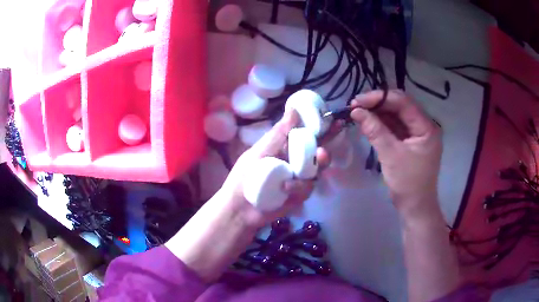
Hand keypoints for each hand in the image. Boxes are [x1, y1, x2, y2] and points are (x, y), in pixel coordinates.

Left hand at [219, 108, 330, 227]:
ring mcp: (298, 180)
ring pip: (316, 171)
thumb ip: (278, 133)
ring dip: (317, 165)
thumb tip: (293, 109)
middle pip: (317, 154)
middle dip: (325, 151)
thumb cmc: (244, 176)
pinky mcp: (298, 196)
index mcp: (285, 148)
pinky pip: (306, 188)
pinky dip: (297, 186)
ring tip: (317, 159)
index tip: (334, 121)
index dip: (321, 128)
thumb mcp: (259, 151)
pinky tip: (285, 187)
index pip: (306, 136)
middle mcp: (294, 163)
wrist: (239, 208)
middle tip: (325, 148)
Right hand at [351, 90, 441, 215]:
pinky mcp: (411, 141)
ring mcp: (418, 134)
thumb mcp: (391, 155)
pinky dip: (382, 124)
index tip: (358, 101)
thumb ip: (375, 130)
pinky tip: (369, 123)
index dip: (380, 98)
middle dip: (378, 104)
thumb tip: (356, 111)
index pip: (403, 102)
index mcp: (426, 127)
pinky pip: (396, 127)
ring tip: (359, 113)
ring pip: (397, 116)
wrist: (415, 207)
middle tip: (356, 106)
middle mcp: (425, 126)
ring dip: (378, 113)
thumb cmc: (407, 183)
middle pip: (400, 106)